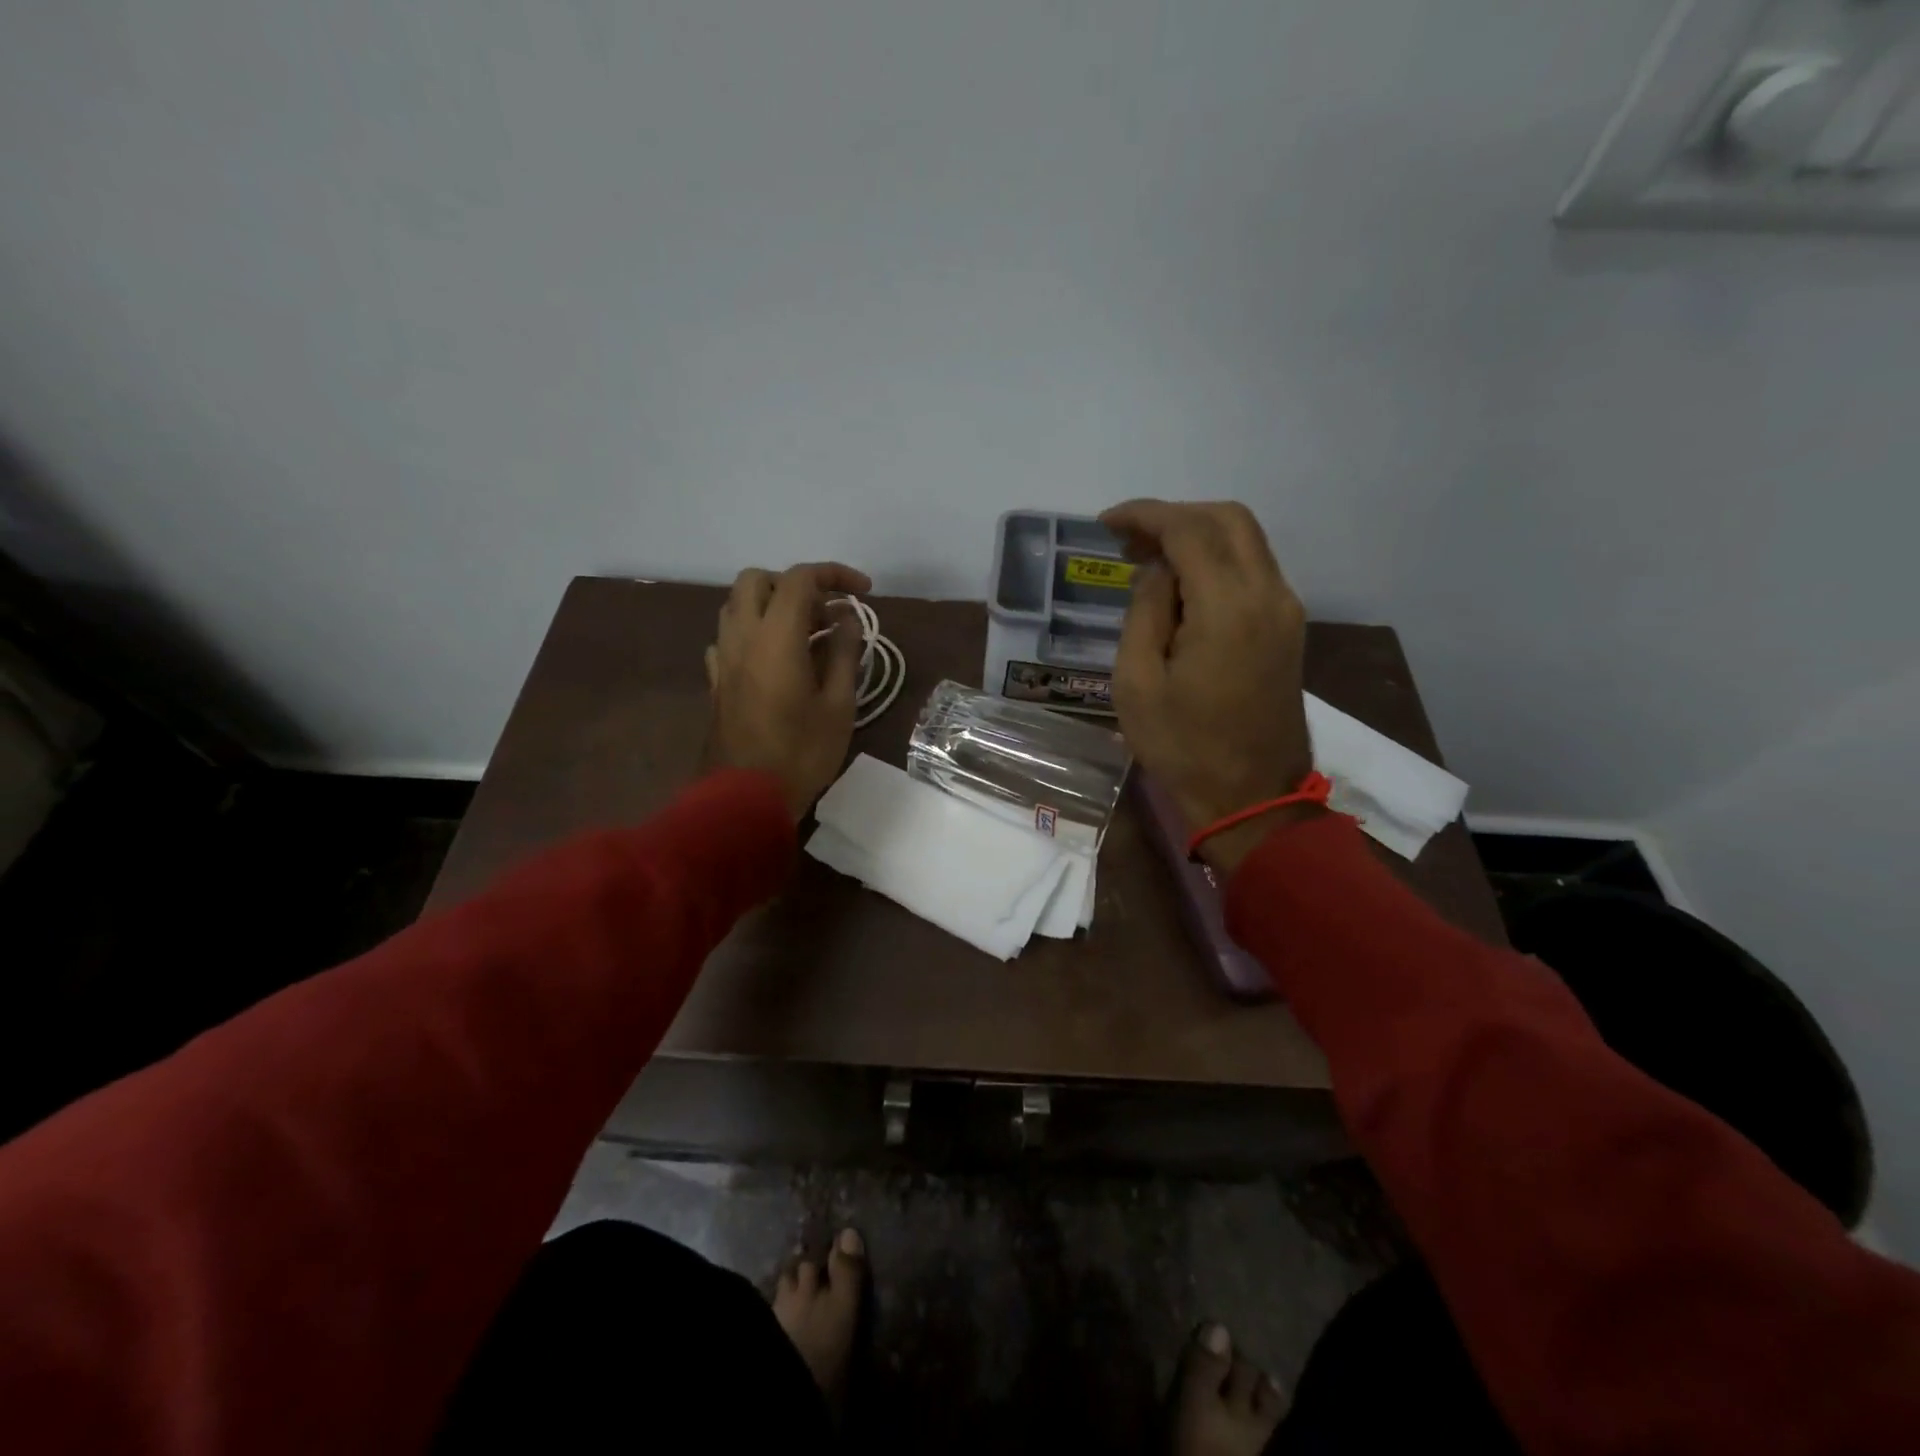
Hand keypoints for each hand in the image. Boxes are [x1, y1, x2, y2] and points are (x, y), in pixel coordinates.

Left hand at [705, 562, 871, 821]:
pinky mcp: (715, 682)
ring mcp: (722, 659)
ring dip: (770, 605)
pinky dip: (752, 633)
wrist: (744, 799)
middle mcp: (741, 636)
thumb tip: (849, 618)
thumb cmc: (801, 753)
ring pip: (736, 606)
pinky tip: (772, 659)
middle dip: (794, 583)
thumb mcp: (839, 705)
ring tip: (804, 634)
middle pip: (757, 580)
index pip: (800, 580)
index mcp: (775, 637)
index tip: (864, 592)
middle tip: (826, 611)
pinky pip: (727, 638)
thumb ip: (845, 653)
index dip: (834, 575)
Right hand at [1101, 500, 1316, 869]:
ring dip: (1198, 537)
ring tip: (1149, 562)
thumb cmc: (1183, 747)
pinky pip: (1254, 571)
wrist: (1251, 798)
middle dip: (1175, 517)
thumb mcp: (1137, 683)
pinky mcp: (1289, 629)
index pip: (1189, 530)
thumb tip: (1157, 571)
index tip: (1107, 525)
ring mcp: (1286, 611)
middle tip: (1129, 541)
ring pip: (1246, 541)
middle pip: (1228, 520)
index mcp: (1228, 608)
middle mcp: (1269, 595)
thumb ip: (1145, 612)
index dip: (1145, 516)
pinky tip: (1182, 588)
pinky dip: (1217, 562)